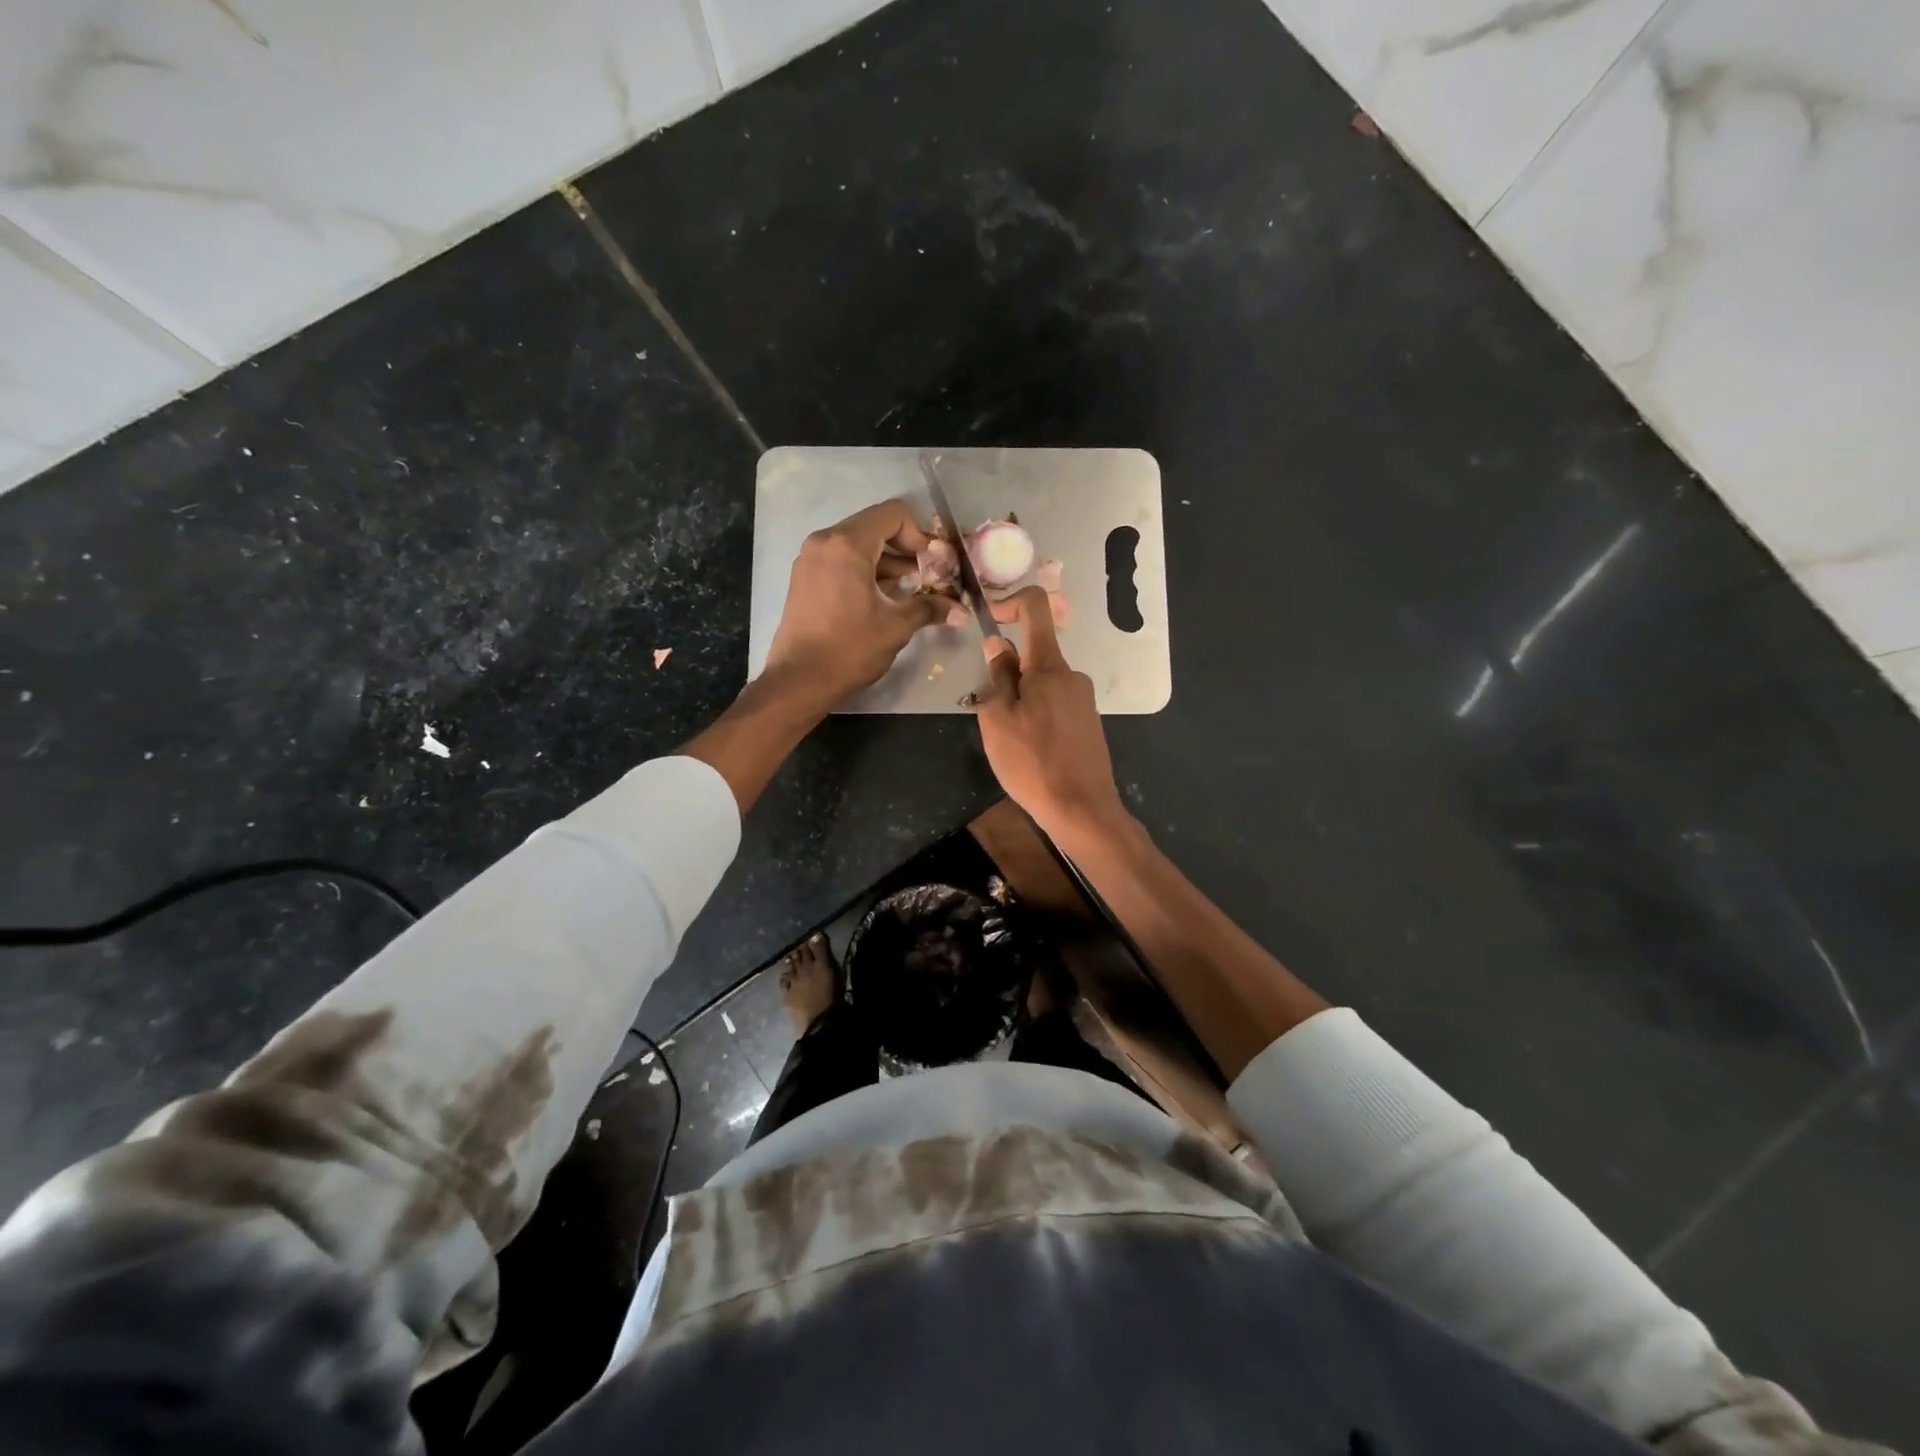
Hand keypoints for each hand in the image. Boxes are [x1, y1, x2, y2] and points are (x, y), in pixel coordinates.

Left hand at [762, 499, 948, 706]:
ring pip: (857, 545)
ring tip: (908, 591)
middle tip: (926, 577)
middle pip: (874, 526)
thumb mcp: (896, 627)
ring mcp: (810, 559)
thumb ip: (930, 608)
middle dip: (904, 549)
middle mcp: (824, 542)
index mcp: (847, 544)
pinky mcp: (804, 578)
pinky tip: (881, 599)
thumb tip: (962, 611)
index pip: (893, 514)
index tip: (932, 565)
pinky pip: (841, 561)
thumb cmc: (850, 649)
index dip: (919, 535)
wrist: (799, 681)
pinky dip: (864, 571)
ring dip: (886, 562)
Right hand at [974, 587, 1127, 841]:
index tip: (988, 621)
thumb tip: (998, 645)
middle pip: (1034, 653)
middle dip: (1008, 671)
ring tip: (1010, 740)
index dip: (1009, 602)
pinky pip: (1055, 703)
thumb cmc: (1032, 762)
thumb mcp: (998, 719)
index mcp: (1049, 666)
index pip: (1036, 606)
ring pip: (1043, 682)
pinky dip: (1036, 714)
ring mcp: (1083, 699)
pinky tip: (1030, 750)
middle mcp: (1072, 675)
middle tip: (992, 713)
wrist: (1082, 809)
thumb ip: (998, 677)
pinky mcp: (1088, 722)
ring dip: (1021, 698)